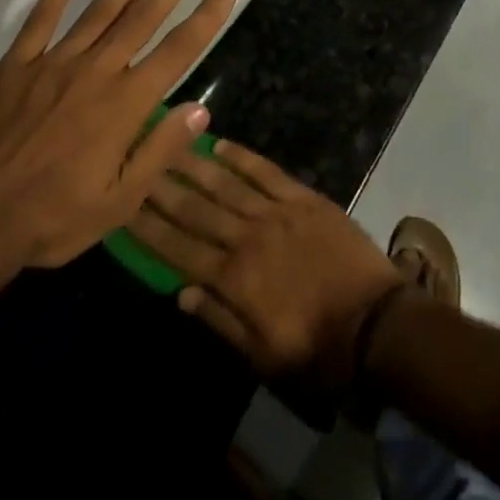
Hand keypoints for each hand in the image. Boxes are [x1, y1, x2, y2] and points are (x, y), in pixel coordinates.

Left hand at [0, 0, 235, 274]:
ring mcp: (53, 63)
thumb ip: (160, 152)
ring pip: (98, 12)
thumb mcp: (119, 203)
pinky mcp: (16, 65)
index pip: (177, 51)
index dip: (206, 18)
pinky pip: (40, 19)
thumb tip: (200, 110)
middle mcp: (95, 72)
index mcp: (124, 105)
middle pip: (140, 19)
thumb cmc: (52, 218)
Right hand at [127, 142, 403, 404]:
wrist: (377, 325)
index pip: (178, 248)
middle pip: (194, 208)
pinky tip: (219, 143)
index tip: (122, 204)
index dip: (147, 226)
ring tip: (166, 143)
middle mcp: (246, 238)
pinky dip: (241, 156)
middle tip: (135, 161)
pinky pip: (265, 171)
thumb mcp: (261, 356)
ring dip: (192, 164)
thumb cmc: (316, 350)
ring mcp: (276, 213)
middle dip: (161, 186)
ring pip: (224, 183)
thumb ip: (218, 321)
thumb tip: (179, 293)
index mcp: (233, 279)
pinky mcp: (303, 198)